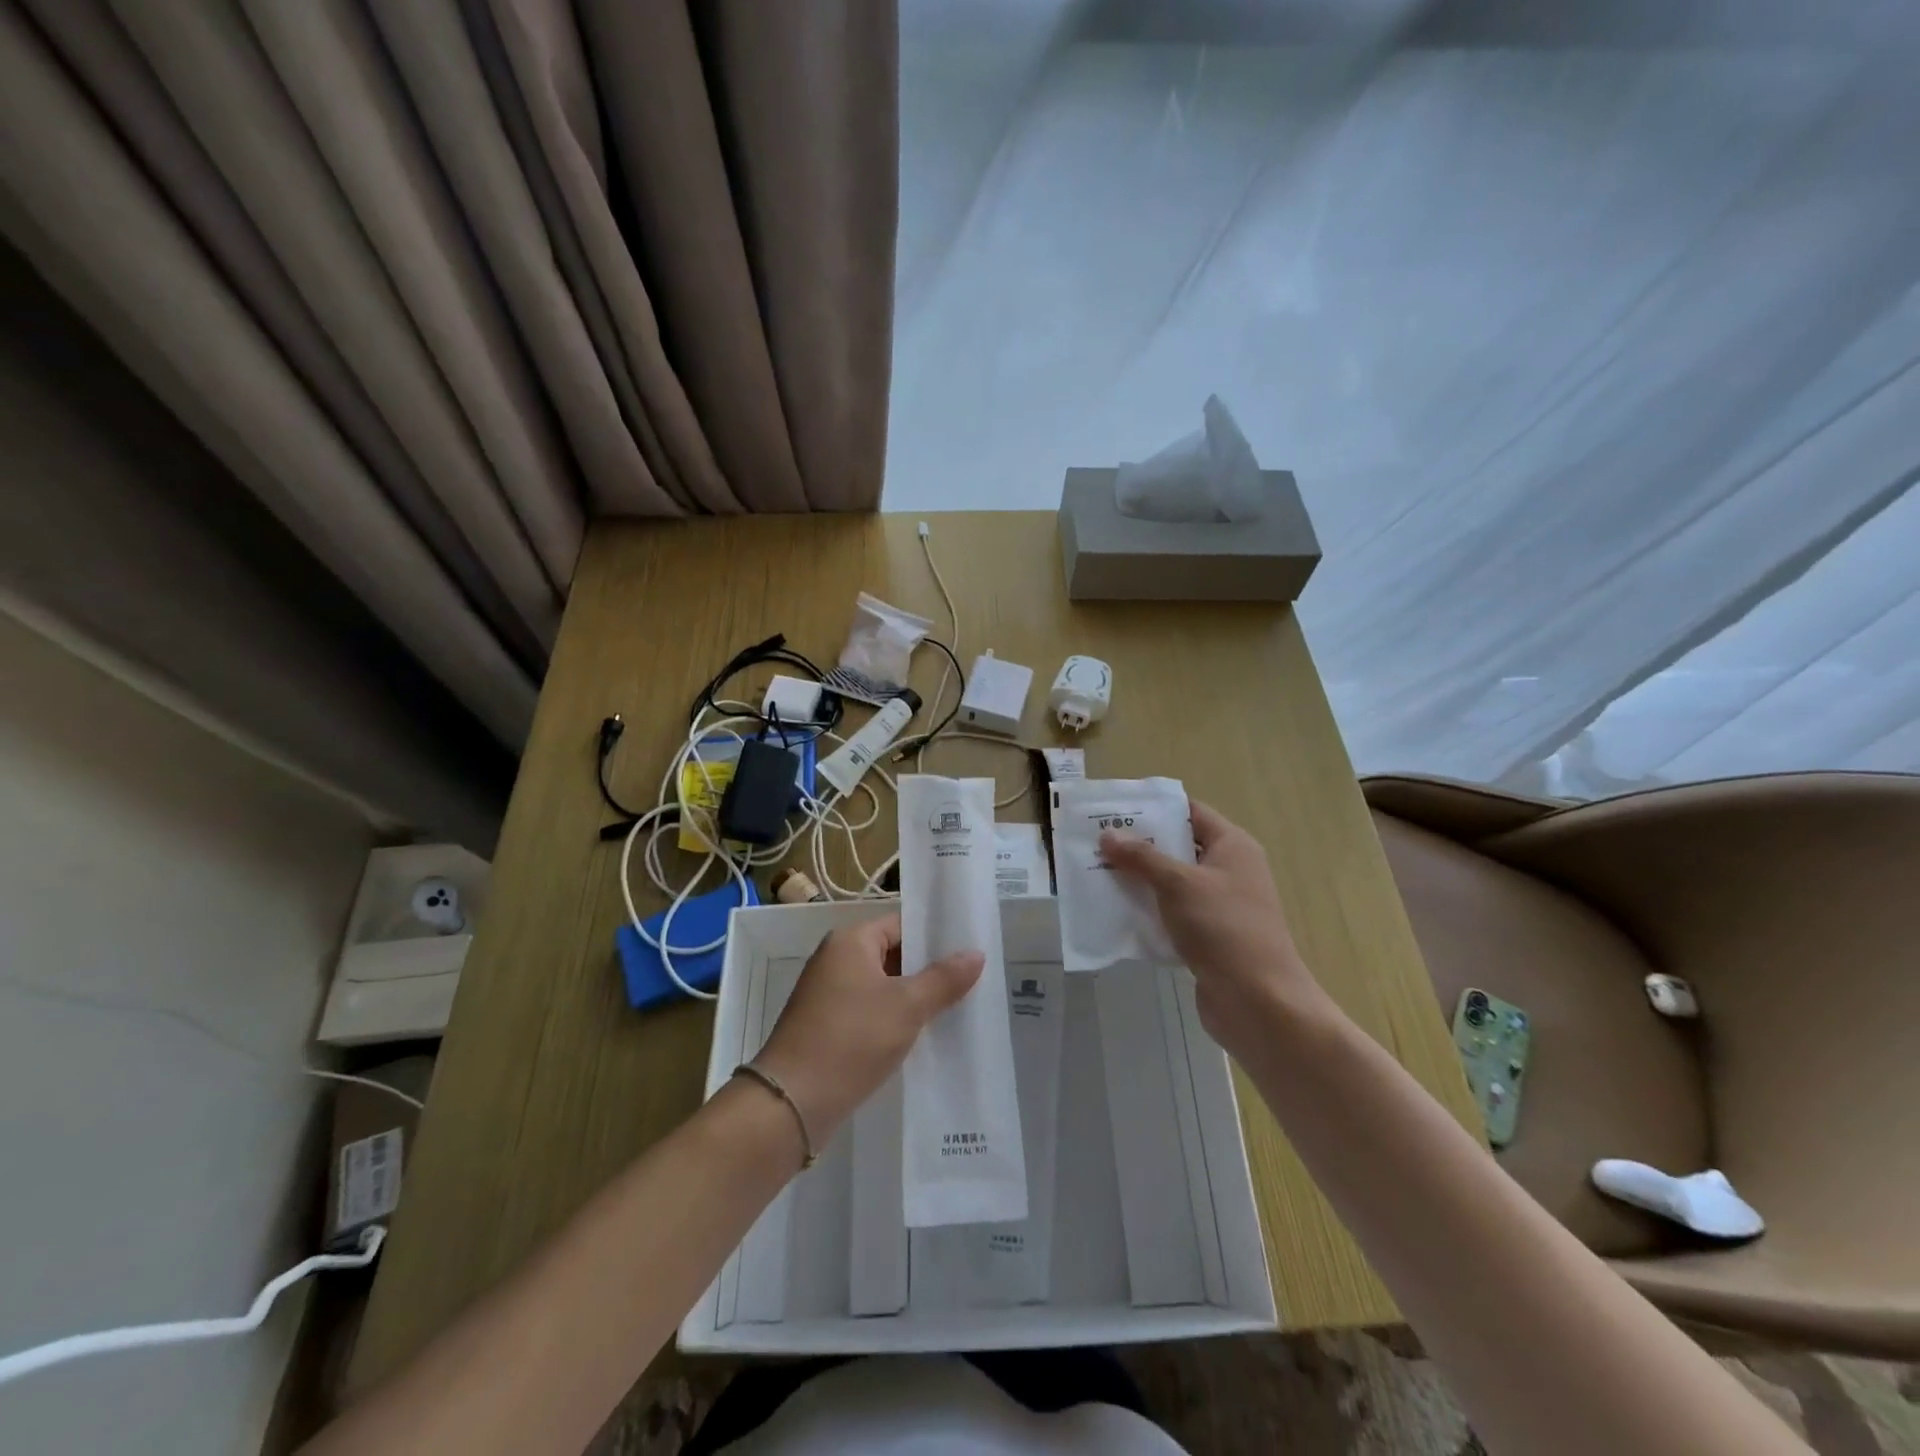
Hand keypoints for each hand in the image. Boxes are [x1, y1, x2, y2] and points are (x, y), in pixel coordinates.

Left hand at [753, 913, 983, 1142]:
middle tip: (973, 981)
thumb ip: (944, 979)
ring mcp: (828, 994)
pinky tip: (923, 1035)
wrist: (792, 1103)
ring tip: (957, 1008)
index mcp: (850, 941)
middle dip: (929, 969)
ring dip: (913, 997)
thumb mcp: (907, 1006)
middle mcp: (836, 959)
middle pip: (893, 954)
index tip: (971, 950)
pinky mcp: (827, 1026)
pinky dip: (894, 1019)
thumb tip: (976, 953)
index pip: (902, 925)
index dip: (936, 937)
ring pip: (883, 986)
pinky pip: (870, 1011)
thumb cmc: (851, 1039)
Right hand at [1100, 801, 1325, 1057]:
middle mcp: (1230, 870)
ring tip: (1098, 874)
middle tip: (1097, 843)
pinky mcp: (1211, 937)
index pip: (1191, 813)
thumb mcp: (1178, 884)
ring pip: (1174, 883)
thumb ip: (1142, 857)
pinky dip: (1150, 911)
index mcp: (1232, 846)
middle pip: (1180, 847)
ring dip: (1141, 880)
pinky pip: (1174, 914)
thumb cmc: (1222, 928)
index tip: (1115, 810)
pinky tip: (1118, 913)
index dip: (1155, 808)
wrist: (1258, 1001)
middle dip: (1140, 846)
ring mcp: (1222, 906)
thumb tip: (1108, 834)